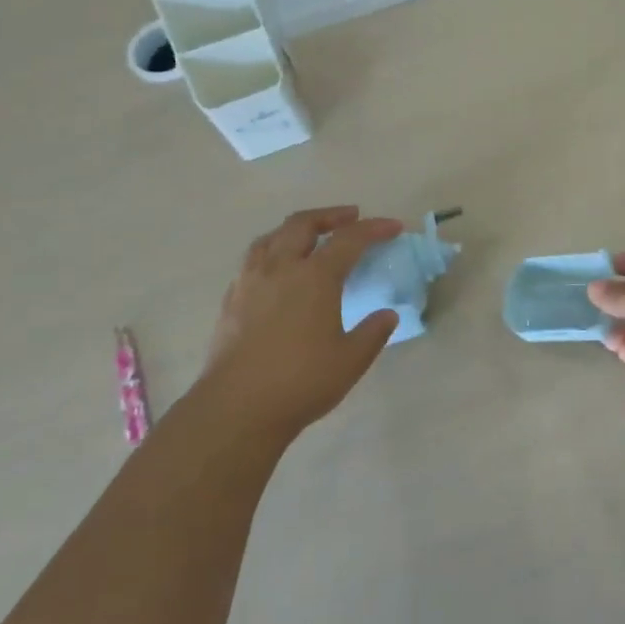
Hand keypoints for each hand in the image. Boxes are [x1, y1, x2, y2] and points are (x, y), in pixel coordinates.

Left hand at [195, 206, 402, 441]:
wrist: (237, 407)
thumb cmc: (301, 381)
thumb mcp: (351, 360)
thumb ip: (373, 332)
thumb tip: (387, 314)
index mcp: (315, 278)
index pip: (349, 240)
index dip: (374, 229)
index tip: (394, 227)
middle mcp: (280, 269)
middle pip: (302, 225)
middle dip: (330, 216)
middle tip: (350, 217)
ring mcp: (250, 282)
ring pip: (271, 237)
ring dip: (295, 229)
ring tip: (310, 236)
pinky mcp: (231, 300)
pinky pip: (253, 260)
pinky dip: (272, 251)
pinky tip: (277, 270)